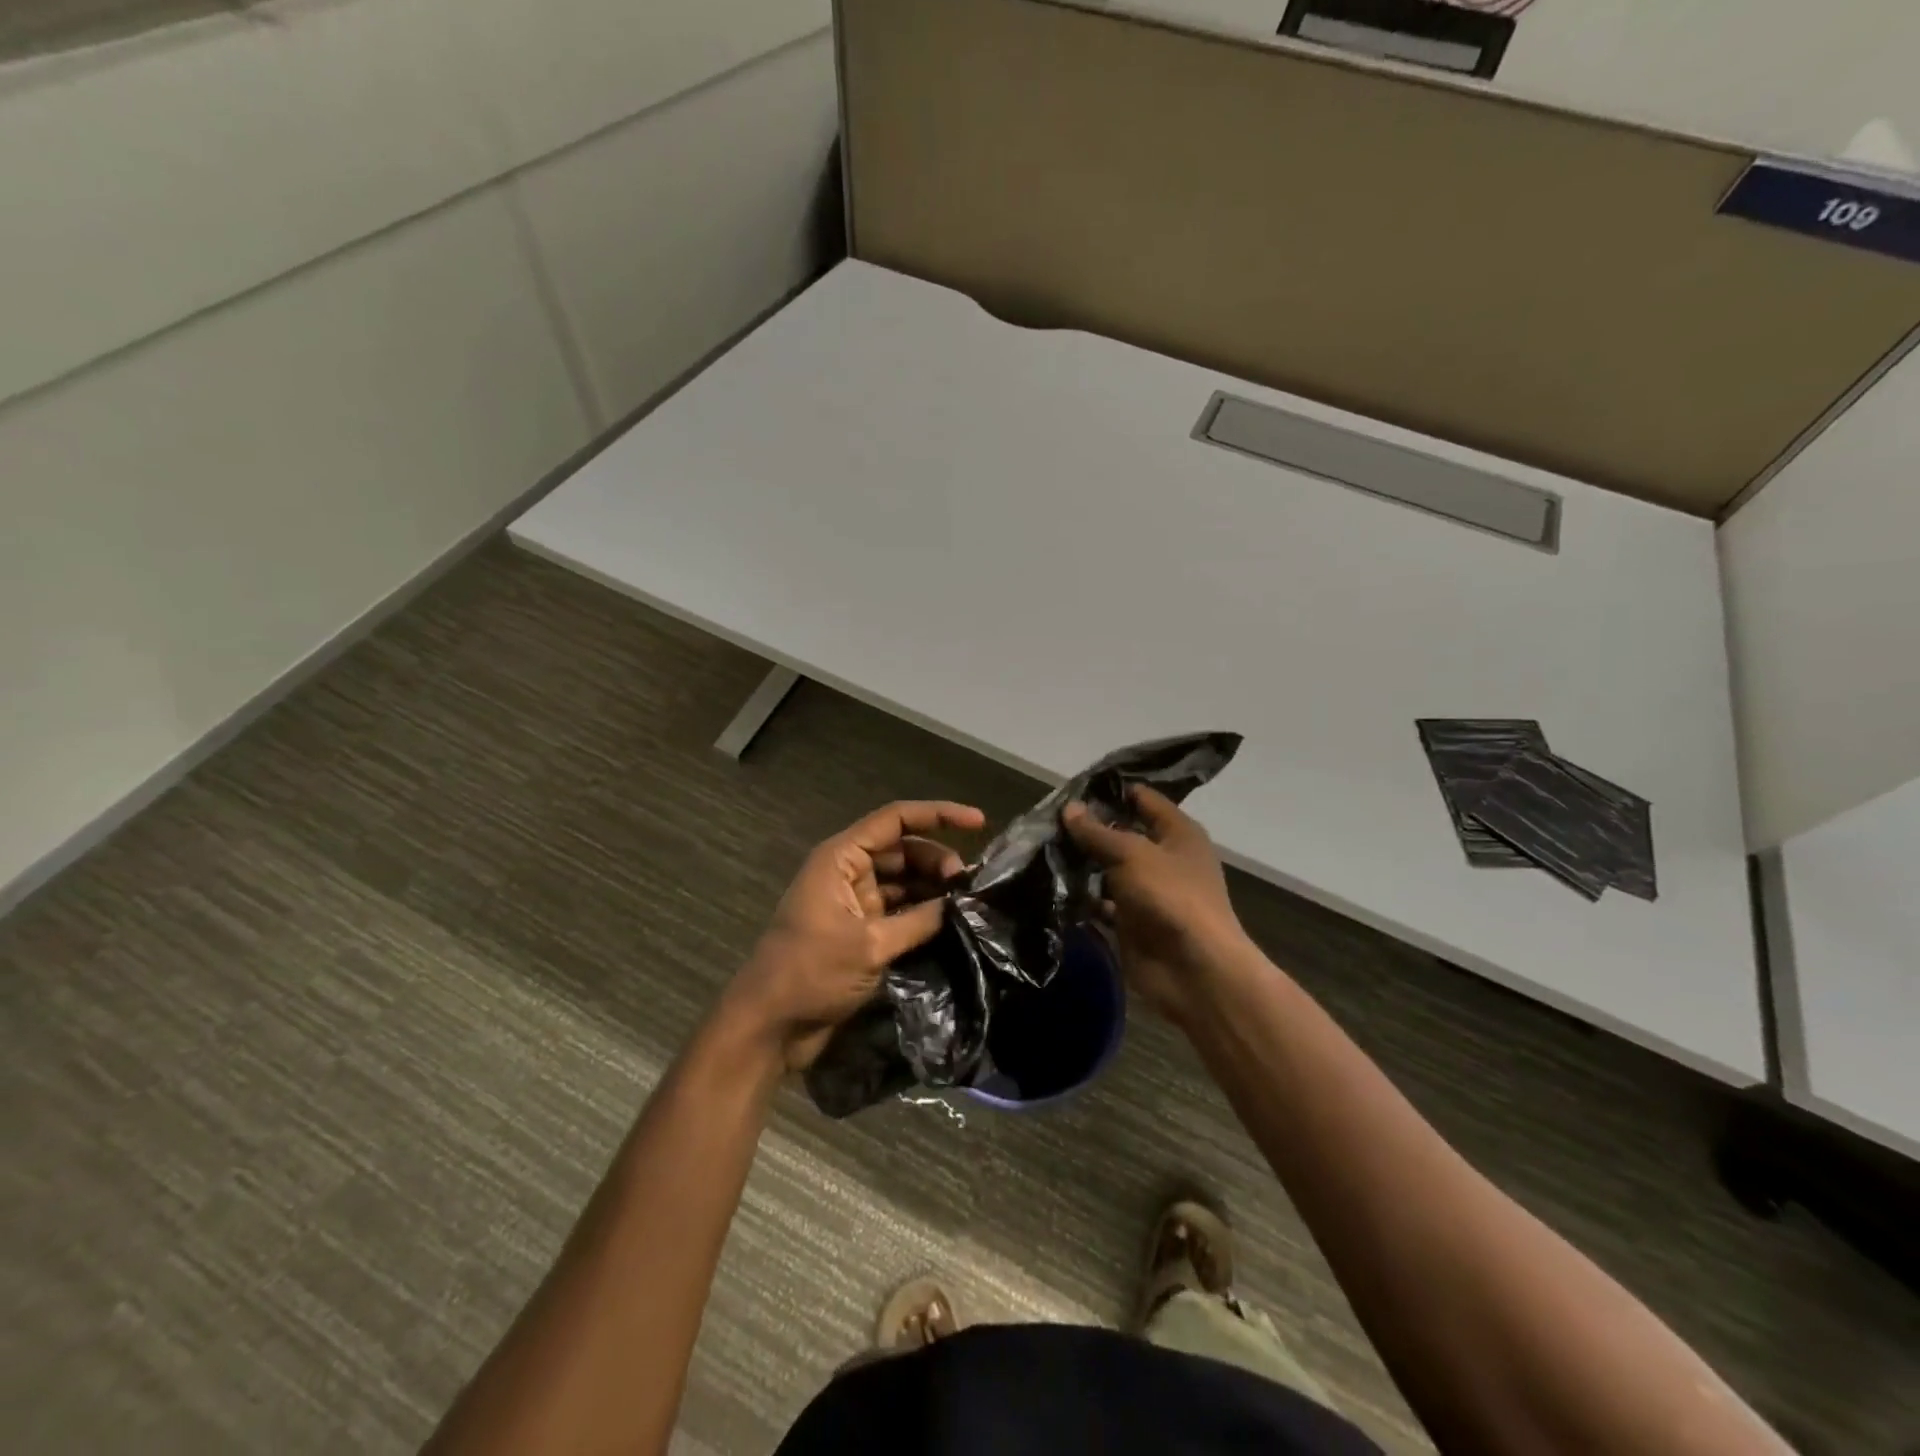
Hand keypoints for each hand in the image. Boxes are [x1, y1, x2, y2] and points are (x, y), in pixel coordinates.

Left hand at [728, 800, 985, 1069]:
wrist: (769, 1026)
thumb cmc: (810, 973)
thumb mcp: (870, 945)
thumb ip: (919, 920)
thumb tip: (962, 905)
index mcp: (842, 858)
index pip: (896, 820)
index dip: (938, 814)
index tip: (979, 822)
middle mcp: (848, 872)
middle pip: (903, 850)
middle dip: (938, 860)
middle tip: (969, 885)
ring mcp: (855, 902)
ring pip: (904, 880)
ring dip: (933, 887)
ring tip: (967, 903)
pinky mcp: (860, 931)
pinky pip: (899, 910)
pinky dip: (923, 913)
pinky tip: (950, 923)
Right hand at [1063, 786, 1249, 1024]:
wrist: (1193, 970)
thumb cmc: (1170, 897)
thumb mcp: (1131, 854)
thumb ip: (1098, 832)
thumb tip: (1070, 808)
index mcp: (1177, 833)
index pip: (1142, 798)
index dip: (1111, 790)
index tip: (1072, 787)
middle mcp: (1164, 858)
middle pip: (1122, 833)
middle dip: (1088, 828)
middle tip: (1046, 819)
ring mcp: (1147, 891)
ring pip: (1109, 868)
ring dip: (1081, 863)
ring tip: (1042, 849)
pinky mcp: (1132, 922)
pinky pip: (1102, 902)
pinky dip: (1082, 897)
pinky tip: (1052, 886)